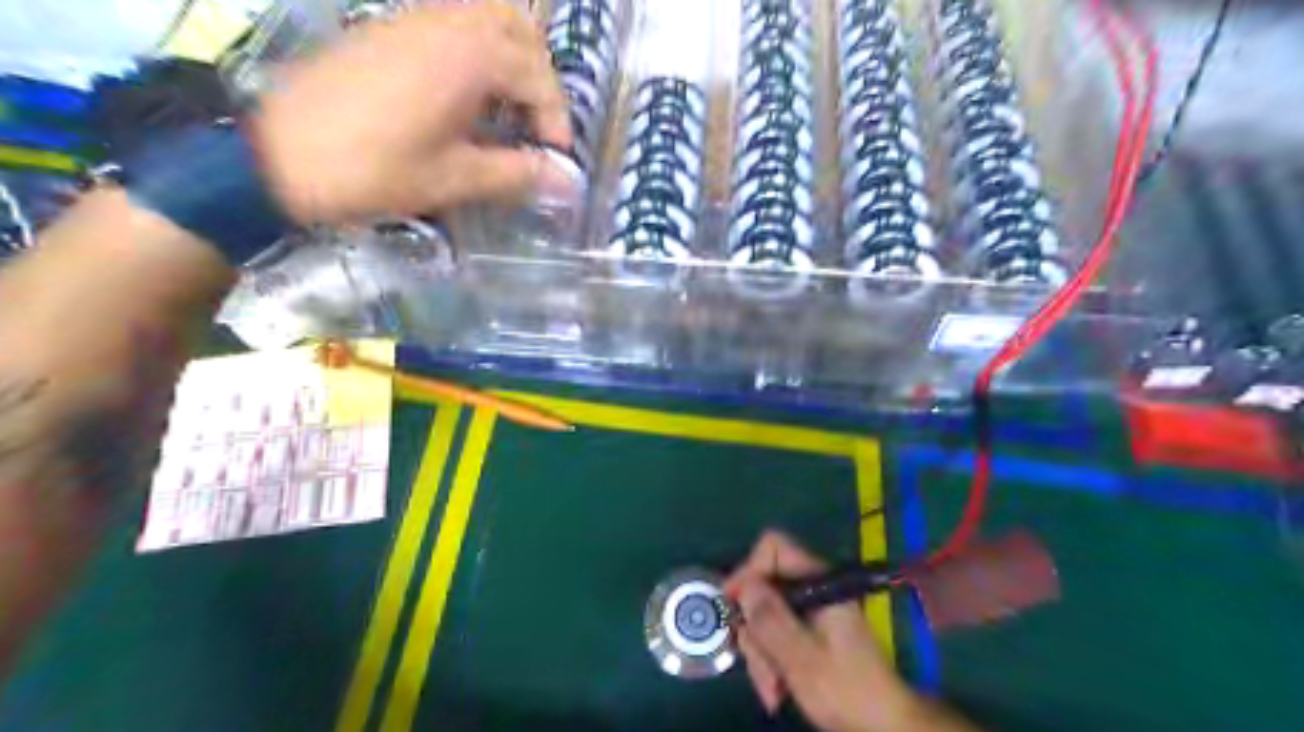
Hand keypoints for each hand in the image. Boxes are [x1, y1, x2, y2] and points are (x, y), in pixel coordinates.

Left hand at [248, 1, 570, 225]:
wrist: (279, 152)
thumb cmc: (375, 169)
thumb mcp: (454, 178)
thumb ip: (517, 174)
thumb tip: (565, 180)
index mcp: (468, 57)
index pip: (538, 76)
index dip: (555, 119)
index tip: (555, 158)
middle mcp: (446, 24)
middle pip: (517, 28)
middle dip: (539, 75)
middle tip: (536, 121)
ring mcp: (413, 19)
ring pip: (484, 17)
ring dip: (509, 57)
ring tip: (507, 107)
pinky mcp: (389, 28)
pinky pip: (451, 23)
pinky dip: (476, 51)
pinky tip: (466, 96)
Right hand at [725, 533, 927, 731]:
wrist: (883, 726)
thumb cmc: (847, 689)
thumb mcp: (802, 657)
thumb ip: (771, 619)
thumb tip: (744, 585)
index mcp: (819, 582)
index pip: (773, 548)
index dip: (748, 570)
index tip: (733, 606)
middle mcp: (813, 589)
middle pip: (763, 587)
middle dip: (754, 629)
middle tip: (758, 665)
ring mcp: (811, 611)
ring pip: (765, 616)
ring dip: (761, 654)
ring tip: (773, 691)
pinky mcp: (809, 632)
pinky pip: (776, 635)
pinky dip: (771, 661)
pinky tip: (777, 690)